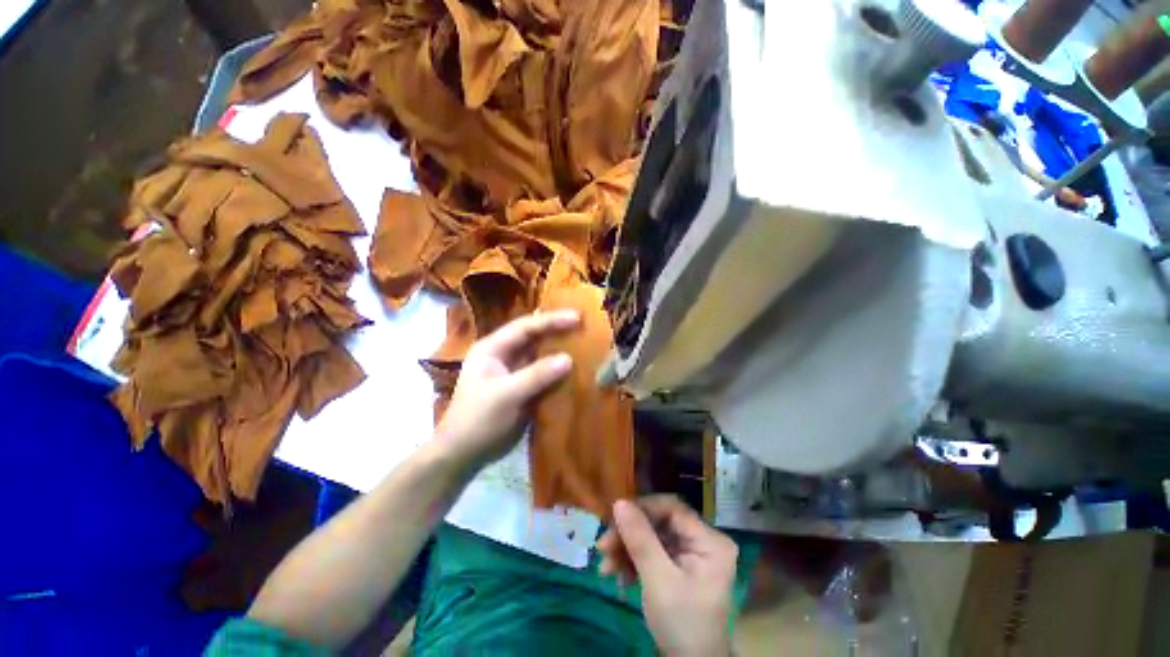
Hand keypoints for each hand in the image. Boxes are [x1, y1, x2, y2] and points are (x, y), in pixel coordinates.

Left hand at [435, 310, 579, 469]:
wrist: (464, 453)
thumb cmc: (478, 419)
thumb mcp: (506, 395)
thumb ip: (536, 375)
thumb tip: (568, 359)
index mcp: (493, 348)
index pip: (525, 327)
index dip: (552, 320)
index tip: (578, 318)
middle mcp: (504, 354)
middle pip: (534, 337)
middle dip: (558, 331)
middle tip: (585, 327)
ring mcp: (514, 371)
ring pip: (540, 354)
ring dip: (560, 350)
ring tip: (586, 345)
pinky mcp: (522, 387)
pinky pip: (544, 373)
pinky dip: (558, 371)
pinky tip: (576, 370)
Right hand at [597, 496, 737, 656]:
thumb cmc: (682, 624)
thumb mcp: (659, 581)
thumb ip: (640, 539)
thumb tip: (619, 502)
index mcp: (709, 540)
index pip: (672, 508)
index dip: (643, 508)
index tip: (614, 516)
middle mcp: (702, 541)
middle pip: (659, 523)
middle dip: (629, 534)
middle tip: (603, 545)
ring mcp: (690, 555)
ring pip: (652, 538)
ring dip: (626, 549)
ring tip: (604, 566)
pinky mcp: (678, 568)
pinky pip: (652, 553)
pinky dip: (633, 562)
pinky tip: (617, 575)